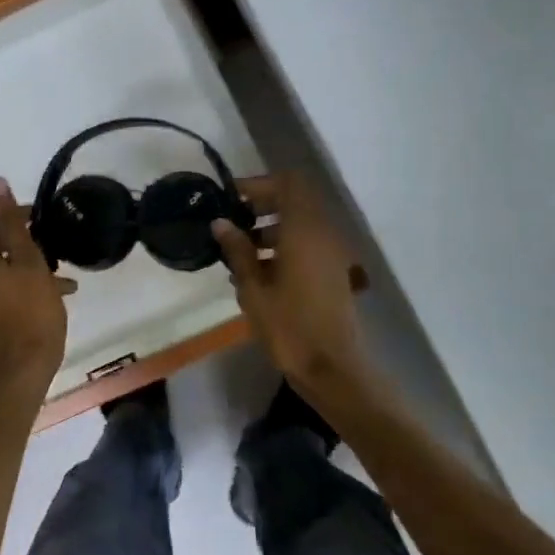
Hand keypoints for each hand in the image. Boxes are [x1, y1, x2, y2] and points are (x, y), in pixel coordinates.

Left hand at [0, 177, 76, 396]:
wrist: (20, 373)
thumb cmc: (30, 312)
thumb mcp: (27, 261)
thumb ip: (11, 221)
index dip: (16, 216)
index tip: (44, 222)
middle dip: (19, 242)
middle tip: (49, 247)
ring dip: (22, 266)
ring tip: (59, 276)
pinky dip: (17, 286)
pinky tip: (49, 296)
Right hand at [213, 172, 366, 395]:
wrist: (333, 369)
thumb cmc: (289, 327)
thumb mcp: (254, 288)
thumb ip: (238, 250)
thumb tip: (221, 222)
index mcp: (304, 231)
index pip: (288, 184)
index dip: (259, 185)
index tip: (230, 198)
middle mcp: (323, 235)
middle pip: (294, 202)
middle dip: (261, 207)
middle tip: (230, 225)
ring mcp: (332, 254)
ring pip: (300, 225)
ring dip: (270, 229)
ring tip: (238, 254)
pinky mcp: (333, 273)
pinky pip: (307, 246)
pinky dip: (284, 248)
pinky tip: (257, 275)